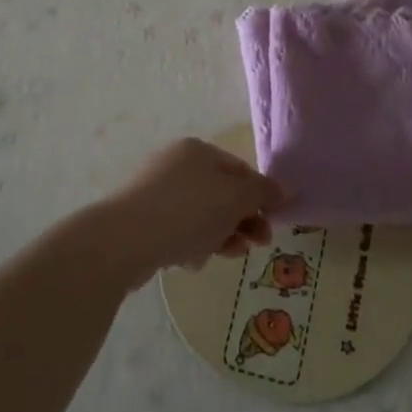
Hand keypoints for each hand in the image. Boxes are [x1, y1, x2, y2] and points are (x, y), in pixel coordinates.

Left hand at [95, 139, 286, 286]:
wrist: (124, 239)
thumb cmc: (187, 210)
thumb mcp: (234, 199)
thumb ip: (263, 193)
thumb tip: (287, 189)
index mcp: (198, 150)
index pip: (240, 170)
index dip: (260, 196)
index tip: (272, 223)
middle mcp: (176, 164)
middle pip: (221, 193)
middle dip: (242, 220)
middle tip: (256, 245)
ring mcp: (156, 191)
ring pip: (201, 214)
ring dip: (220, 235)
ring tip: (226, 255)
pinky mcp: (143, 220)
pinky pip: (179, 230)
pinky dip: (192, 243)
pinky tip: (192, 261)